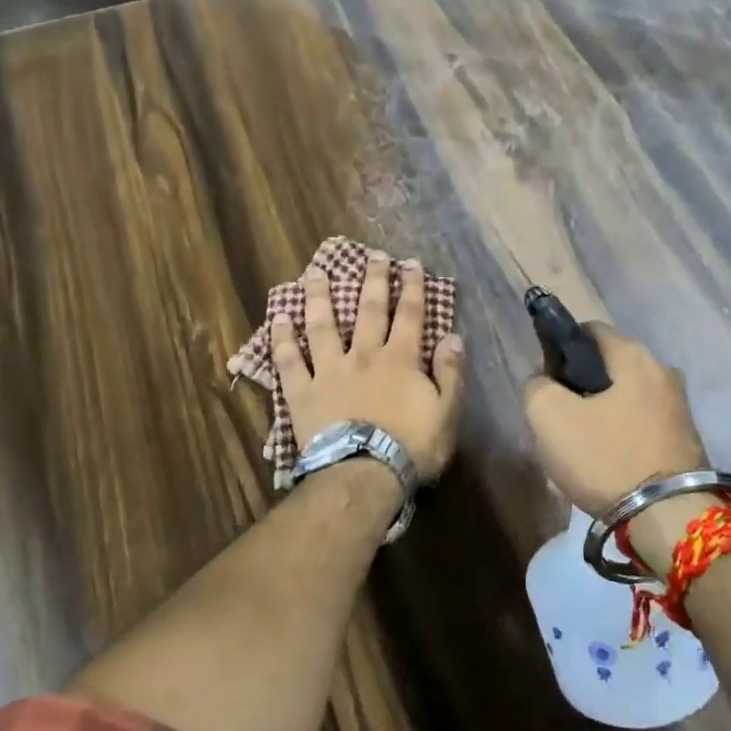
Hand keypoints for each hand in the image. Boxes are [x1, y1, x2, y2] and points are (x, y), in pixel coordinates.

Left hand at [272, 254, 466, 479]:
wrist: (363, 475)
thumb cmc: (411, 447)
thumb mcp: (447, 413)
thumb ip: (451, 373)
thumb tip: (452, 337)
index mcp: (400, 359)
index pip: (409, 314)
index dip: (411, 287)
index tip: (410, 263)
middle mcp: (364, 355)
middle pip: (368, 310)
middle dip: (372, 280)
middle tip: (371, 255)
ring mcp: (330, 371)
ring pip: (323, 326)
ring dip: (319, 297)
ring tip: (315, 272)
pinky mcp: (303, 392)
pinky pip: (289, 361)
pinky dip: (282, 339)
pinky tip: (278, 318)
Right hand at [522, 322, 707, 517]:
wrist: (670, 519)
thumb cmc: (606, 457)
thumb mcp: (549, 417)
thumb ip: (537, 387)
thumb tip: (544, 382)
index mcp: (634, 356)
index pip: (588, 331)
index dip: (559, 350)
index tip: (546, 382)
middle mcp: (663, 372)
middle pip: (607, 369)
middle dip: (578, 390)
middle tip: (558, 422)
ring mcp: (679, 408)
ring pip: (622, 401)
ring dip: (598, 418)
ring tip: (578, 451)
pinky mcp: (685, 441)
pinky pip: (639, 428)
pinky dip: (619, 439)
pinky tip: (604, 466)